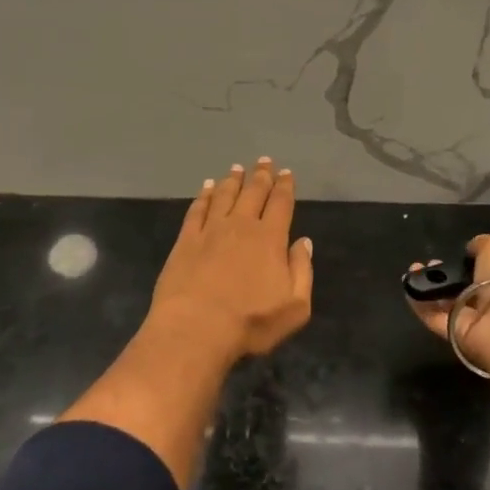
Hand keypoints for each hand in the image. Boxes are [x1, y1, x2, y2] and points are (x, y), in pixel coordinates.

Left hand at [146, 158, 313, 363]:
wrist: (196, 327)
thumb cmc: (250, 322)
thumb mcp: (294, 307)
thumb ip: (302, 271)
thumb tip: (303, 242)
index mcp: (269, 239)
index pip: (280, 204)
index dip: (285, 187)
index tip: (286, 173)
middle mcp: (240, 226)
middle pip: (253, 193)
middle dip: (261, 175)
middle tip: (264, 161)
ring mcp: (210, 230)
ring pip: (224, 196)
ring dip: (232, 180)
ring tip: (237, 168)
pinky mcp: (186, 240)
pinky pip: (197, 210)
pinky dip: (203, 195)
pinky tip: (206, 187)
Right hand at [406, 234, 489, 378]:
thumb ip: (482, 244)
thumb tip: (471, 249)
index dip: (471, 261)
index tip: (456, 253)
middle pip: (464, 287)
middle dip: (446, 273)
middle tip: (429, 263)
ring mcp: (475, 320)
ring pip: (447, 302)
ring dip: (429, 286)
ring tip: (413, 270)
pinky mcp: (456, 334)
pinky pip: (434, 317)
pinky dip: (419, 303)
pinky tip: (408, 286)